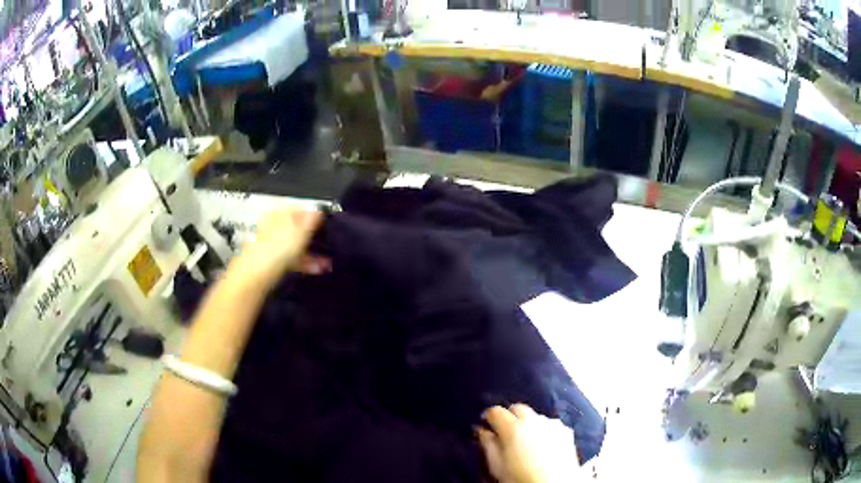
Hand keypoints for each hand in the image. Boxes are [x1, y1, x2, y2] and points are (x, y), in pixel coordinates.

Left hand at [228, 209, 328, 287]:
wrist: (256, 275)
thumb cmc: (275, 250)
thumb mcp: (299, 232)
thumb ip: (310, 221)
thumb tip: (318, 209)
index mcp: (278, 214)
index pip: (299, 208)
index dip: (314, 215)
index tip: (326, 223)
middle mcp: (274, 226)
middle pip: (298, 228)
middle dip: (314, 236)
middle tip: (329, 242)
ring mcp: (273, 244)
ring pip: (296, 244)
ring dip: (312, 252)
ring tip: (328, 261)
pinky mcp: (273, 260)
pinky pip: (293, 258)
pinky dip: (305, 262)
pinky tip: (318, 268)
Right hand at [477, 404, 578, 482]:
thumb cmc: (522, 478)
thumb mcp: (497, 465)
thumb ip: (488, 444)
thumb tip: (483, 432)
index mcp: (512, 427)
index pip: (496, 411)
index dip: (488, 417)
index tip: (486, 423)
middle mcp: (533, 420)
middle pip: (518, 409)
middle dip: (509, 417)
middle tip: (504, 432)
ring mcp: (552, 424)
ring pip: (535, 416)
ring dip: (528, 424)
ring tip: (525, 442)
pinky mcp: (565, 432)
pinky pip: (550, 425)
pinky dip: (543, 431)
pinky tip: (542, 446)